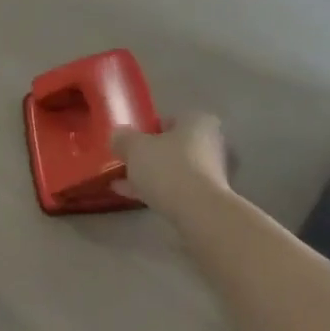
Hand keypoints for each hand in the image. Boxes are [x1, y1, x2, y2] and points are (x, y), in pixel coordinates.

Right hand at [112, 112, 231, 218]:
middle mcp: (211, 143)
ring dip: (151, 174)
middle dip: (151, 154)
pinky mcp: (207, 197)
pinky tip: (132, 196)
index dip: (148, 129)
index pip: (171, 119)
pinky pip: (176, 188)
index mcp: (198, 122)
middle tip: (126, 161)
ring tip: (123, 181)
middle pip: (174, 146)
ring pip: (174, 169)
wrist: (198, 211)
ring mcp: (212, 172)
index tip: (131, 140)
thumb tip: (117, 136)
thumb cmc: (168, 167)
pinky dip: (157, 190)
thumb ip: (123, 139)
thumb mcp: (135, 148)